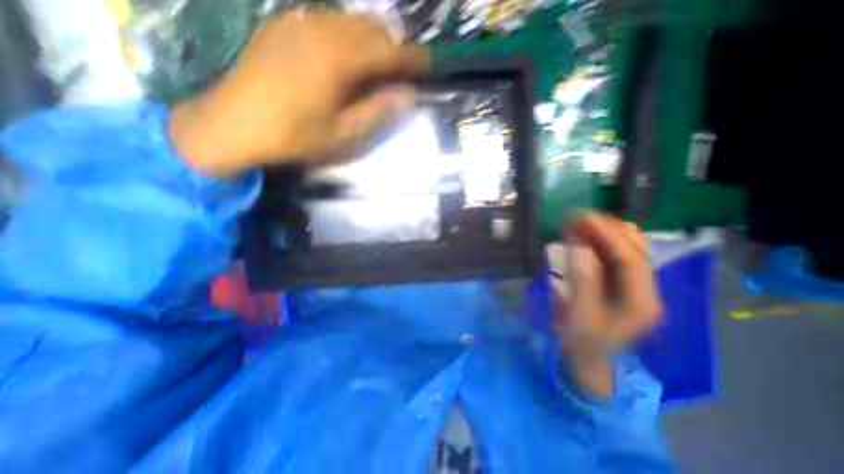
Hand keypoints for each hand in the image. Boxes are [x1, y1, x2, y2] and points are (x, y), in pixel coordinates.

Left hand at [173, 11, 434, 175]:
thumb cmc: (293, 136)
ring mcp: (298, 22)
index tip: (429, 64)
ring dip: (371, 40)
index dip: (412, 58)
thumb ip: (377, 111)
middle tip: (403, 71)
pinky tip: (347, 57)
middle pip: (371, 28)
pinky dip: (348, 36)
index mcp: (338, 59)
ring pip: (350, 21)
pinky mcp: (283, 26)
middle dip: (393, 47)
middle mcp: (321, 29)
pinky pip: (327, 22)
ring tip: (379, 65)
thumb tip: (407, 95)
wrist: (232, 125)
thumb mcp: (342, 134)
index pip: (388, 51)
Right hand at [558, 213, 662, 394]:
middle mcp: (646, 290)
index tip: (581, 217)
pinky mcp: (623, 284)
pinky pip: (615, 255)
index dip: (607, 234)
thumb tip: (579, 245)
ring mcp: (636, 286)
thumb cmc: (583, 342)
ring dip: (603, 232)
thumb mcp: (579, 314)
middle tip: (575, 217)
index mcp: (641, 302)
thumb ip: (582, 279)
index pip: (631, 257)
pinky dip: (599, 242)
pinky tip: (582, 236)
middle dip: (606, 228)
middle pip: (635, 248)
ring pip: (627, 248)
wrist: (589, 360)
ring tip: (577, 223)